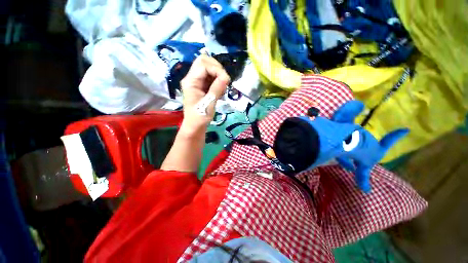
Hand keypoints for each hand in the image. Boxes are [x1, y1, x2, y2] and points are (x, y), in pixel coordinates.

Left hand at [179, 55, 229, 135]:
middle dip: (217, 69)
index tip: (226, 80)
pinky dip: (218, 80)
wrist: (195, 126)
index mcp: (190, 81)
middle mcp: (192, 78)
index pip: (203, 64)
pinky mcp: (202, 86)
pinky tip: (220, 90)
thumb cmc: (200, 117)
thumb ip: (217, 89)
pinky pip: (211, 77)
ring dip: (218, 75)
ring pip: (209, 69)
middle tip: (225, 81)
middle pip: (205, 62)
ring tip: (223, 87)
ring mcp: (197, 82)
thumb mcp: (209, 103)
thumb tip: (226, 76)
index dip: (216, 69)